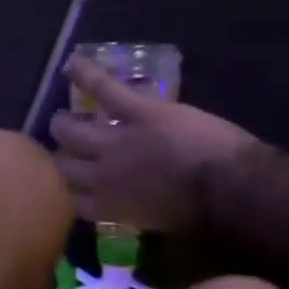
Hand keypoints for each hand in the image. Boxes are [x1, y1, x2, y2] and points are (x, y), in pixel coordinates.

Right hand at [50, 55, 268, 232]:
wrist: (228, 189)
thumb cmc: (204, 216)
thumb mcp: (162, 223)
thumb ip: (139, 213)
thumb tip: (135, 206)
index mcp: (111, 206)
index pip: (71, 199)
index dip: (64, 192)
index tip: (65, 188)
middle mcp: (101, 175)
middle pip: (63, 165)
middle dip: (59, 158)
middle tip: (62, 150)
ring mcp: (115, 140)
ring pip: (72, 130)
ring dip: (64, 124)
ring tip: (59, 118)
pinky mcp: (137, 111)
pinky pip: (104, 90)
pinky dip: (87, 75)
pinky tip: (71, 64)